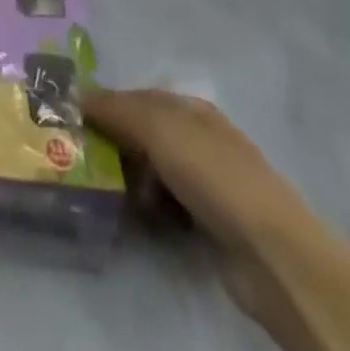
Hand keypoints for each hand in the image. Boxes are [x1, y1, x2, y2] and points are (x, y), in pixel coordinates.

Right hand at [83, 87, 305, 252]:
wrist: (274, 255)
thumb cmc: (214, 176)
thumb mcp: (158, 129)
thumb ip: (116, 109)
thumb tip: (78, 95)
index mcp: (192, 110)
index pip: (137, 97)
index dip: (107, 106)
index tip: (75, 122)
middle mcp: (200, 139)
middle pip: (144, 134)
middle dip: (116, 145)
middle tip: (85, 161)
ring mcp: (209, 182)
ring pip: (153, 171)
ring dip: (132, 181)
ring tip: (113, 194)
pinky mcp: (211, 221)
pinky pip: (167, 204)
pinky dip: (152, 208)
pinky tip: (141, 218)